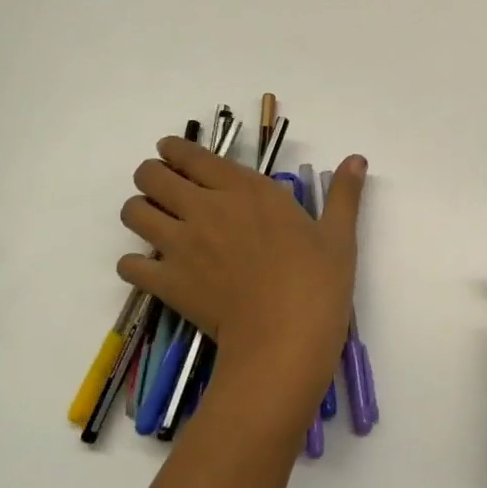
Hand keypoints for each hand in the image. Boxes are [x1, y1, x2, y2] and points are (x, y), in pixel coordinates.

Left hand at [118, 138, 366, 423]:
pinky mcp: (167, 282)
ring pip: (133, 212)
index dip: (175, 149)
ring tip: (157, 226)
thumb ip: (344, 193)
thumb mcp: (339, 234)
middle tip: (166, 190)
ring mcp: (180, 245)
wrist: (285, 338)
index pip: (191, 155)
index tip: (174, 153)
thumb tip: (357, 159)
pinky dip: (135, 265)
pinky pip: (129, 265)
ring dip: (141, 213)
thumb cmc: (317, 281)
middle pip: (150, 175)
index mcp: (245, 189)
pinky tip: (153, 271)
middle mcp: (205, 207)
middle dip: (152, 176)